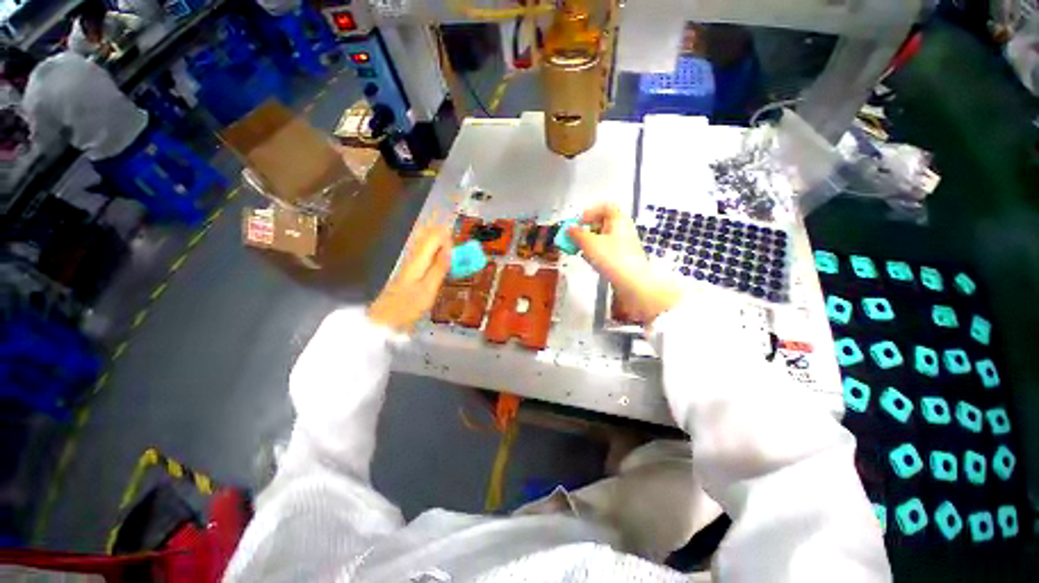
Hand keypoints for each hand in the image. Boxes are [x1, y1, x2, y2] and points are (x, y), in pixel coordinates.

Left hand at [368, 222, 451, 332]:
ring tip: (454, 259)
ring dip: (442, 246)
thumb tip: (450, 249)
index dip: (450, 239)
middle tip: (459, 254)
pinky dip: (437, 254)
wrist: (385, 318)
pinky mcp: (411, 269)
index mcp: (418, 258)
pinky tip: (443, 265)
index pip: (434, 235)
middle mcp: (413, 255)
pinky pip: (427, 253)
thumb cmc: (408, 307)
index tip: (460, 252)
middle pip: (430, 235)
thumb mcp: (428, 289)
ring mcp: (411, 261)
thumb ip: (439, 268)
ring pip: (428, 243)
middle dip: (447, 240)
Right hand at [569, 204, 682, 324]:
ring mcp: (625, 244)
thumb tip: (568, 229)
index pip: (605, 207)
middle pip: (603, 222)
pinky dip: (597, 252)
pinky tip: (591, 261)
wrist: (632, 282)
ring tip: (581, 251)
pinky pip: (607, 250)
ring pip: (604, 237)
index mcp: (618, 219)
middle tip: (576, 237)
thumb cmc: (612, 258)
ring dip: (590, 242)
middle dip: (587, 229)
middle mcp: (623, 229)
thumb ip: (576, 234)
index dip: (590, 212)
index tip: (579, 222)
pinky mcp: (623, 257)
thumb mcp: (589, 243)